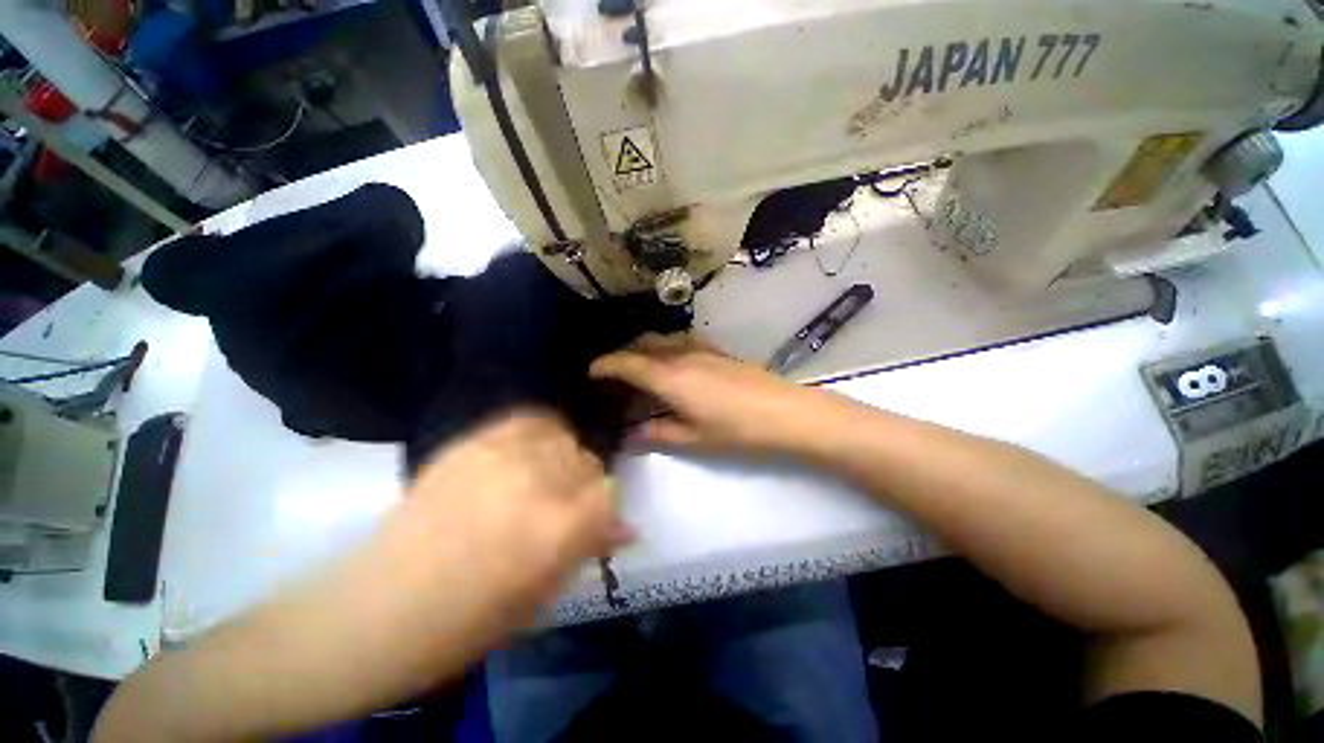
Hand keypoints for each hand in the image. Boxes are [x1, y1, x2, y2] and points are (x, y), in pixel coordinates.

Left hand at [408, 411, 630, 612]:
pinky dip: (539, 432)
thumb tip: (627, 528)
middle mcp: (538, 482)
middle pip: (588, 460)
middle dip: (584, 484)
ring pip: (562, 436)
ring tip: (543, 477)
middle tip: (563, 505)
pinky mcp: (472, 442)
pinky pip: (528, 419)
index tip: (592, 519)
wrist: (375, 612)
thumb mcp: (541, 597)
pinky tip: (529, 452)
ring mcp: (502, 456)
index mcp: (559, 529)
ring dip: (562, 458)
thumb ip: (587, 549)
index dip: (604, 506)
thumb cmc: (465, 626)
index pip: (610, 491)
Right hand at [589, 334, 828, 453]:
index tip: (591, 371)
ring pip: (663, 339)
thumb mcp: (694, 438)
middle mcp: (682, 355)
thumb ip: (658, 434)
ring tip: (641, 369)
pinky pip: (682, 340)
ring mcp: (702, 349)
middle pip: (643, 345)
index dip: (606, 365)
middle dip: (624, 355)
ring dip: (645, 349)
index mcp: (671, 377)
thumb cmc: (737, 430)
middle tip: (614, 375)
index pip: (628, 364)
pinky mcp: (718, 350)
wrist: (786, 413)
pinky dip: (667, 347)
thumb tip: (630, 436)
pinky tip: (673, 363)